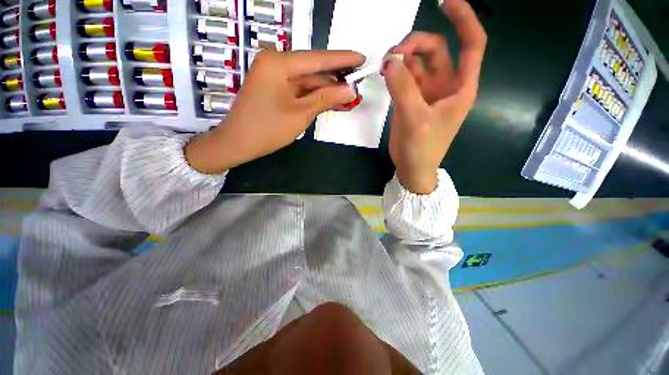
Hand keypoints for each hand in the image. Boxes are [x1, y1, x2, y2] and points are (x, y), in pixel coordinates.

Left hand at [186, 50, 364, 173]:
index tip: (361, 59)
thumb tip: (350, 90)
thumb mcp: (301, 113)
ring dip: (327, 91)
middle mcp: (275, 63)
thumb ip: (326, 98)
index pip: (318, 59)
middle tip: (357, 85)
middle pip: (313, 70)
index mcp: (278, 63)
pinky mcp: (274, 89)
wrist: (238, 143)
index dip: (342, 59)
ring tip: (349, 98)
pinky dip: (315, 97)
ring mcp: (274, 76)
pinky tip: (331, 102)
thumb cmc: (268, 129)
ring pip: (308, 82)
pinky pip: (300, 90)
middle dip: (336, 80)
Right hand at [382, 0, 486, 193]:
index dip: (463, 19)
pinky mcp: (411, 100)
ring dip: (402, 58)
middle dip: (415, 44)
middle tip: (393, 53)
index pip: (471, 44)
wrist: (412, 168)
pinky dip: (395, 72)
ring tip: (385, 64)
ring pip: (417, 63)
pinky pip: (404, 78)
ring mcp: (426, 92)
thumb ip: (403, 88)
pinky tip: (385, 73)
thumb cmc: (422, 148)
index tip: (445, 1)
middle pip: (436, 50)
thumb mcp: (415, 119)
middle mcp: (446, 85)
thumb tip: (389, 61)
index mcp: (460, 87)